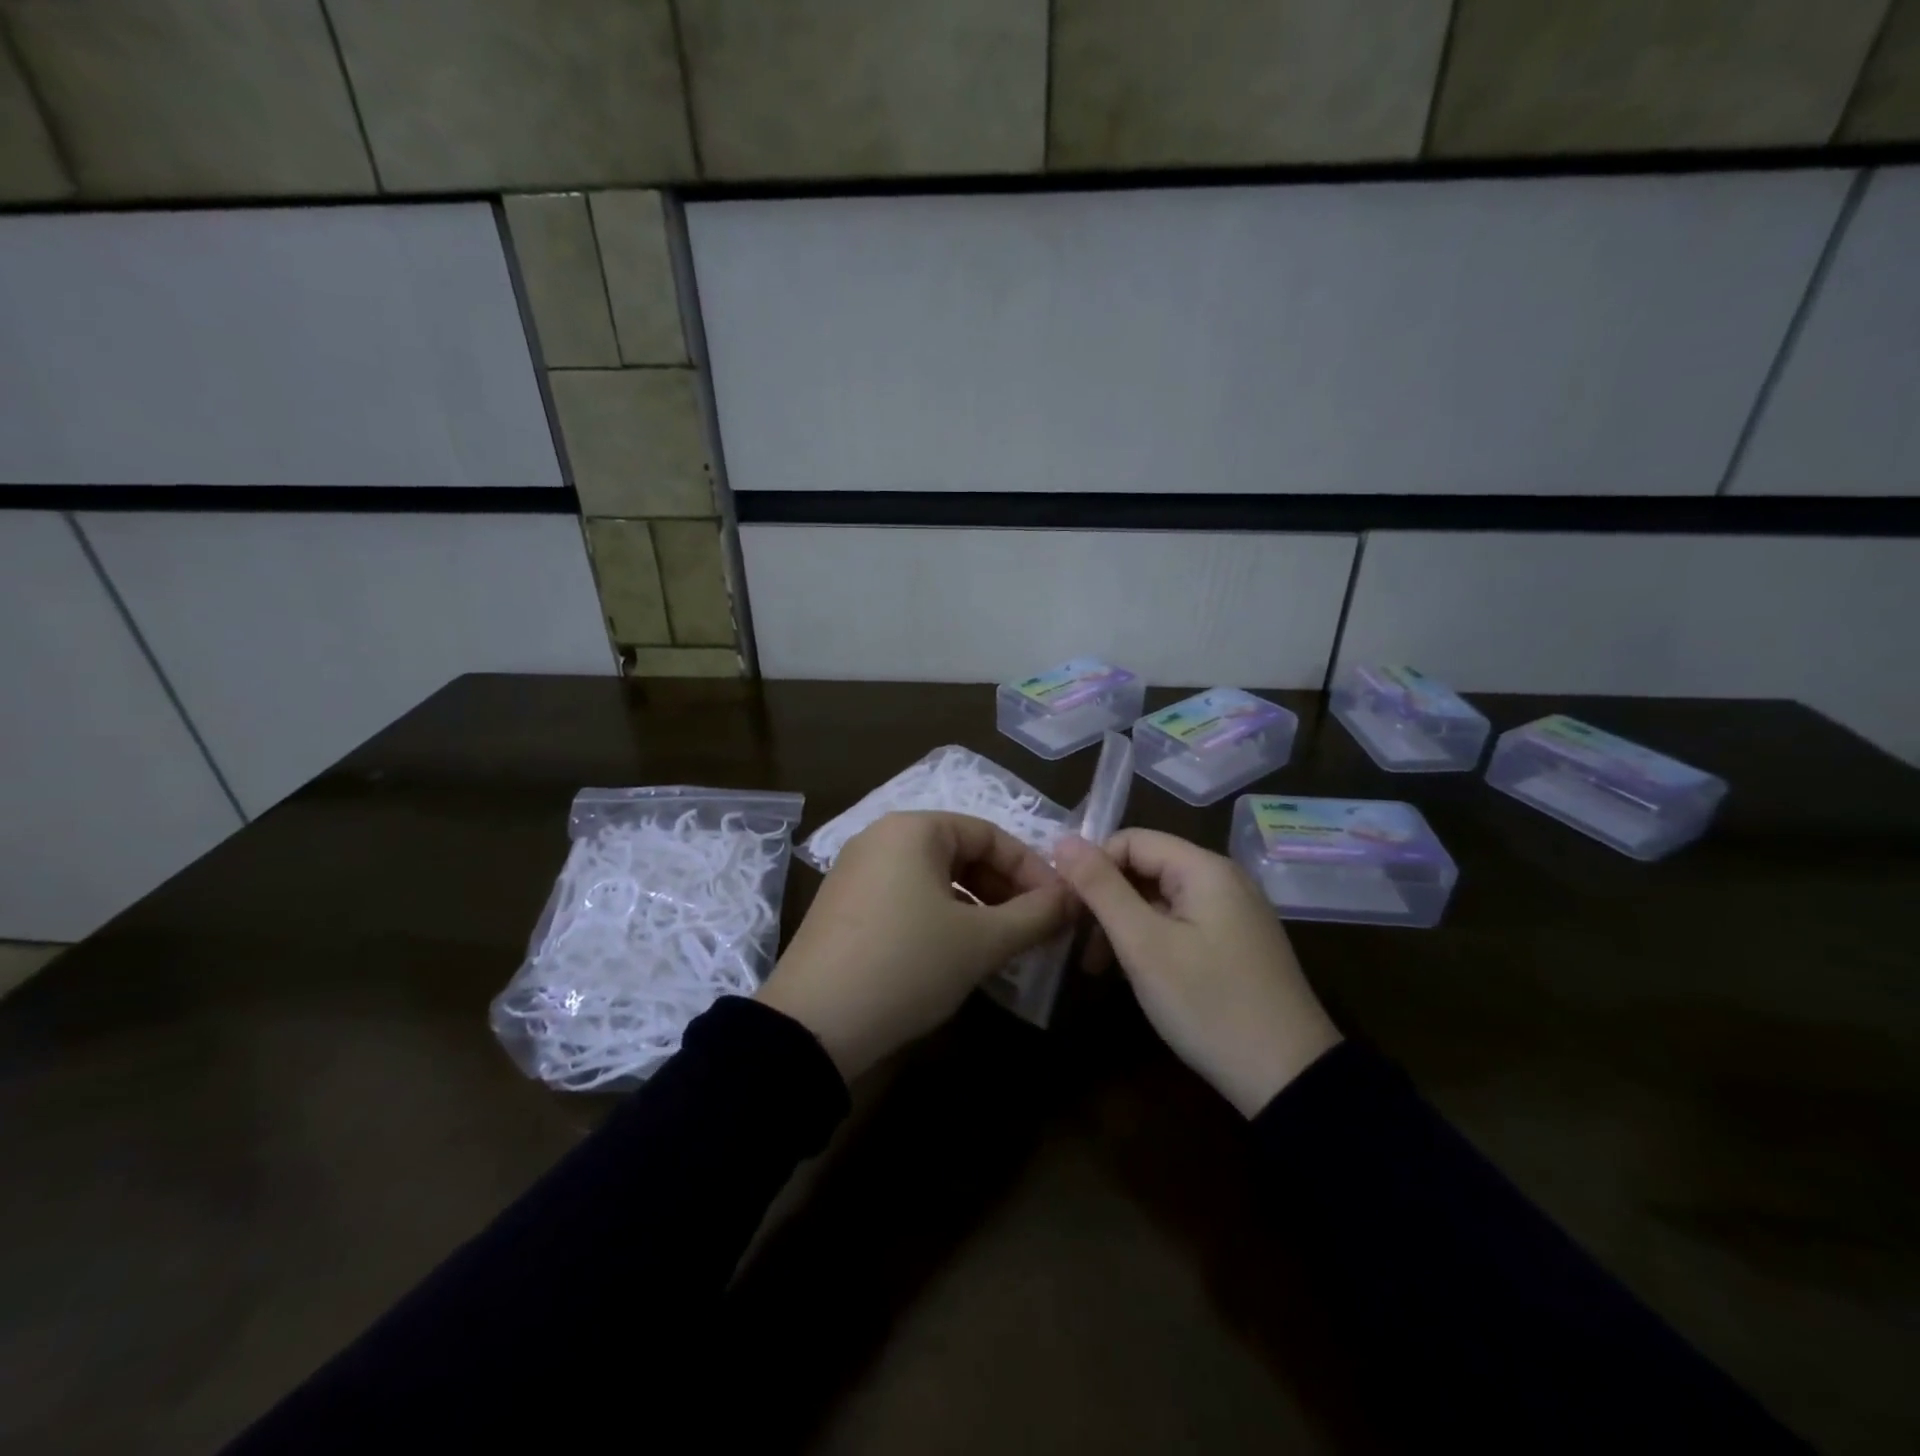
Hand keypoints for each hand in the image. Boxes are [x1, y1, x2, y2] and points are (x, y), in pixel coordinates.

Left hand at [757, 811, 1071, 1080]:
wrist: (812, 1026)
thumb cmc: (907, 965)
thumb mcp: (981, 941)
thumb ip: (1037, 915)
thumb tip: (1077, 899)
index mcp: (913, 829)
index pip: (990, 834)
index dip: (1032, 869)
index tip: (1061, 907)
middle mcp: (881, 838)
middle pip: (962, 853)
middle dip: (1005, 889)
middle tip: (1036, 928)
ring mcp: (857, 872)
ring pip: (936, 878)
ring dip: (977, 907)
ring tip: (1003, 945)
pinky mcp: (845, 907)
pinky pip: (908, 898)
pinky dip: (942, 917)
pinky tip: (958, 953)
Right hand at [1054, 829, 1340, 1116]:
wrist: (1290, 1079)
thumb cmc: (1208, 1003)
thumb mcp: (1143, 945)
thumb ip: (1101, 888)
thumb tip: (1063, 840)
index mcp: (1204, 868)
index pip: (1131, 840)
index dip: (1093, 867)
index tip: (1068, 909)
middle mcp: (1223, 880)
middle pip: (1146, 867)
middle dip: (1106, 900)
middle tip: (1079, 945)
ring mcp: (1234, 913)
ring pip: (1160, 898)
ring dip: (1124, 924)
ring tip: (1101, 968)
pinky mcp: (1237, 943)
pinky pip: (1181, 922)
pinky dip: (1151, 940)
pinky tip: (1138, 975)